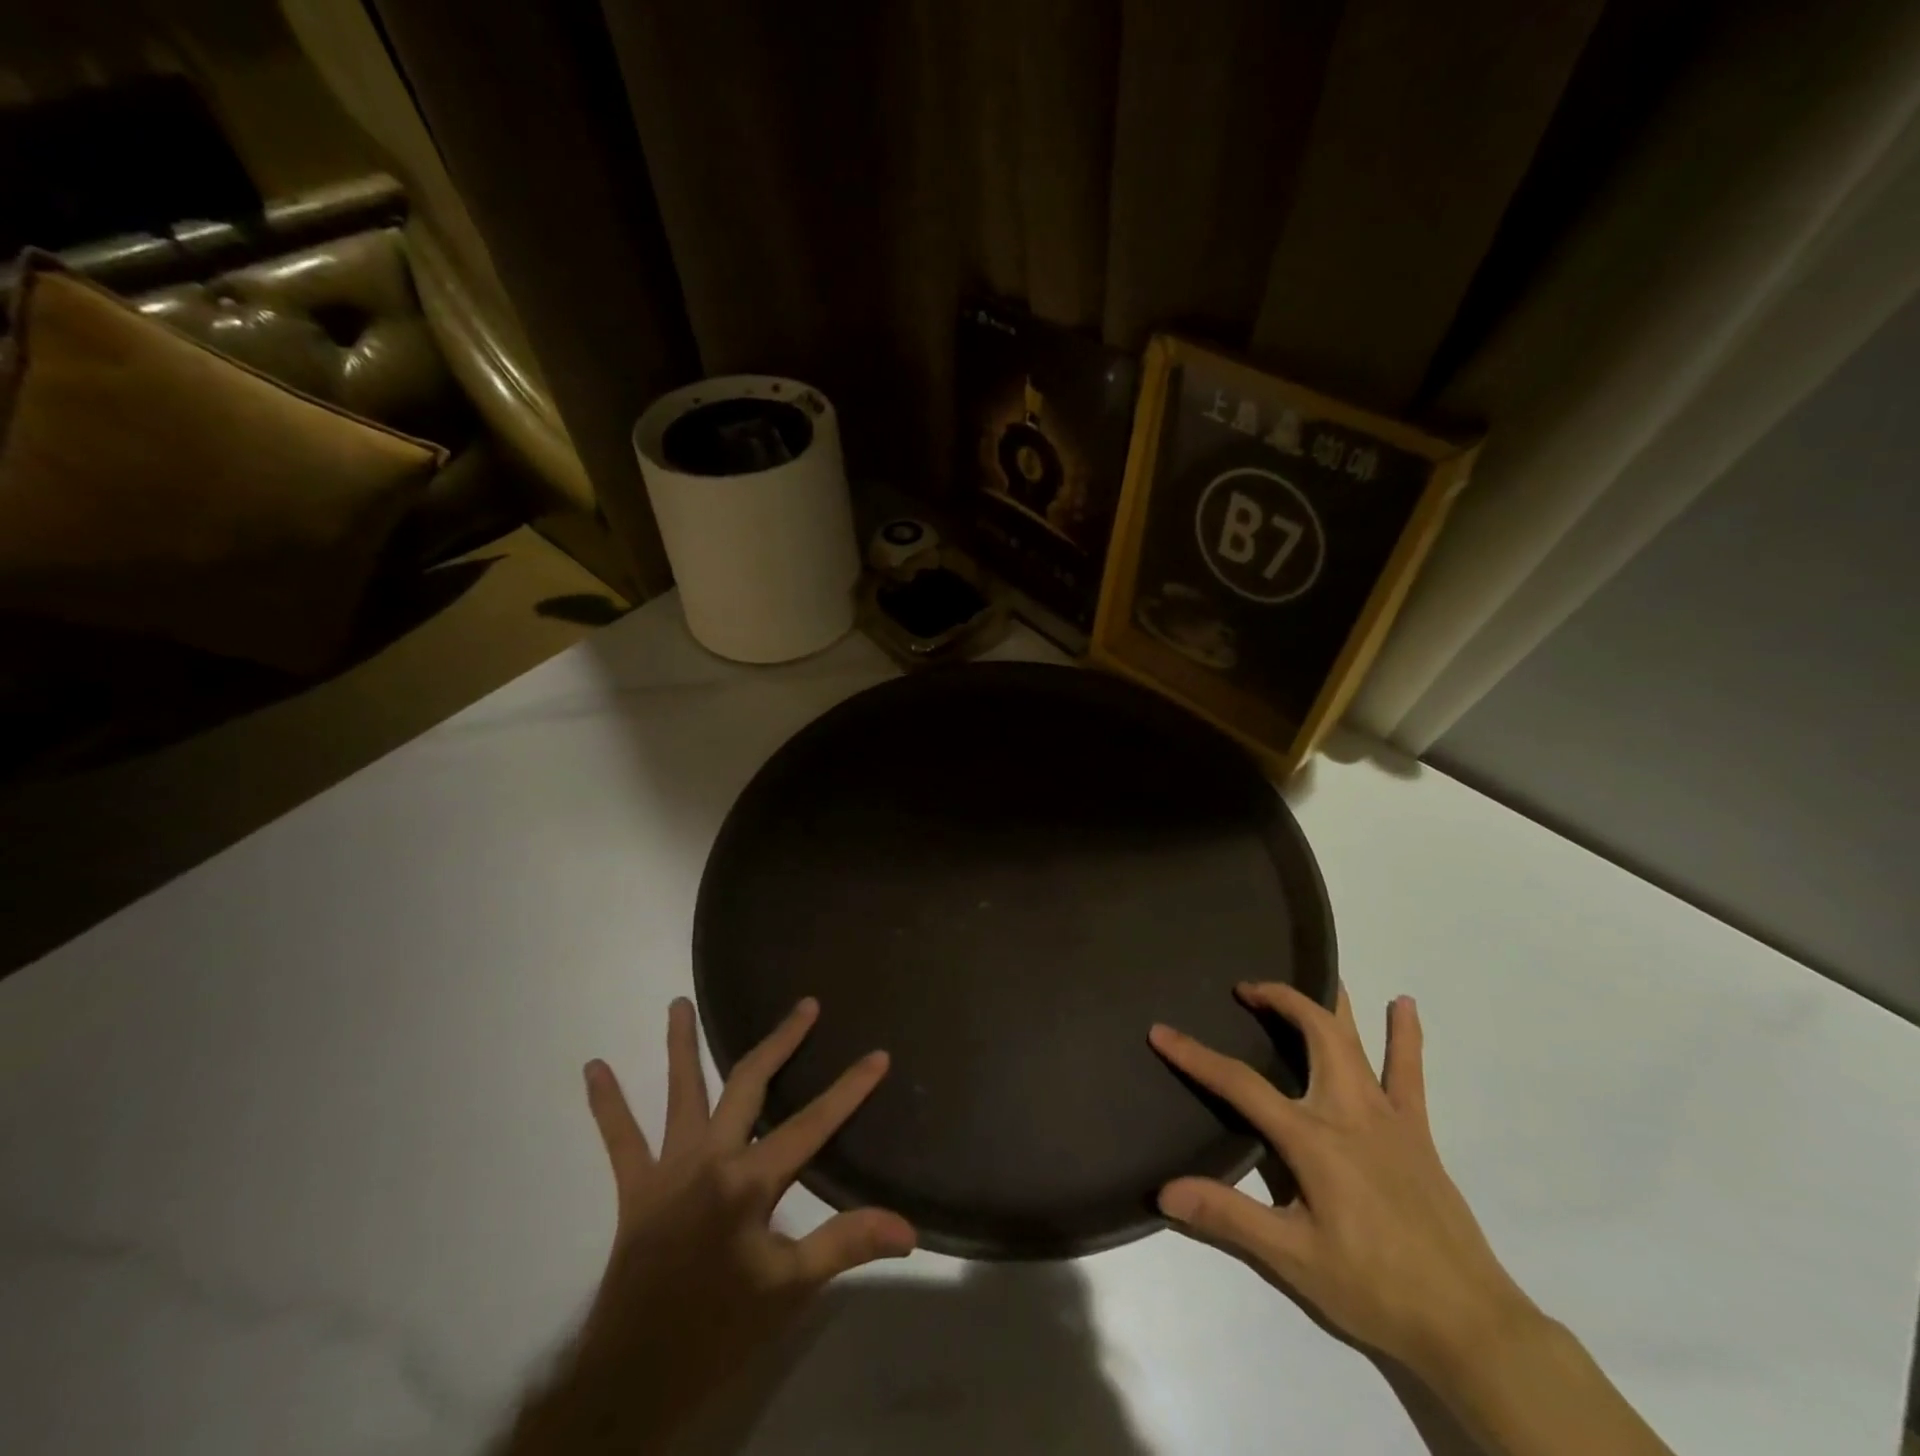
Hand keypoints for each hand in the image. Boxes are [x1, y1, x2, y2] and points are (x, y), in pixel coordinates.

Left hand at [507, 997, 914, 1453]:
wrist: (634, 1377)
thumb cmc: (720, 1328)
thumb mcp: (791, 1289)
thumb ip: (846, 1244)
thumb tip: (907, 1227)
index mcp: (749, 1182)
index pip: (812, 1124)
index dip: (849, 1089)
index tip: (877, 1055)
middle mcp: (709, 1158)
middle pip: (749, 1085)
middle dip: (782, 1042)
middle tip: (804, 1005)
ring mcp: (668, 1168)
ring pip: (679, 1094)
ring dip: (680, 1046)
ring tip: (677, 1002)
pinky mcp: (635, 1188)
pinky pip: (620, 1140)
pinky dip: (607, 1104)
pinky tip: (593, 1068)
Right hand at [1150, 984, 1535, 1382]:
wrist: (1471, 1324)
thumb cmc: (1374, 1287)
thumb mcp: (1294, 1259)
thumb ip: (1229, 1217)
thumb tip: (1166, 1190)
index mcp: (1313, 1138)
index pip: (1241, 1083)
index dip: (1196, 1056)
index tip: (1161, 1032)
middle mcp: (1349, 1111)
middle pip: (1313, 1034)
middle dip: (1278, 1000)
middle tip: (1246, 989)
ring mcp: (1387, 1116)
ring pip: (1356, 1040)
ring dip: (1331, 1002)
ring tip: (1315, 970)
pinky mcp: (1417, 1132)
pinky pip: (1410, 1073)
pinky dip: (1405, 1036)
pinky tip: (1404, 1004)